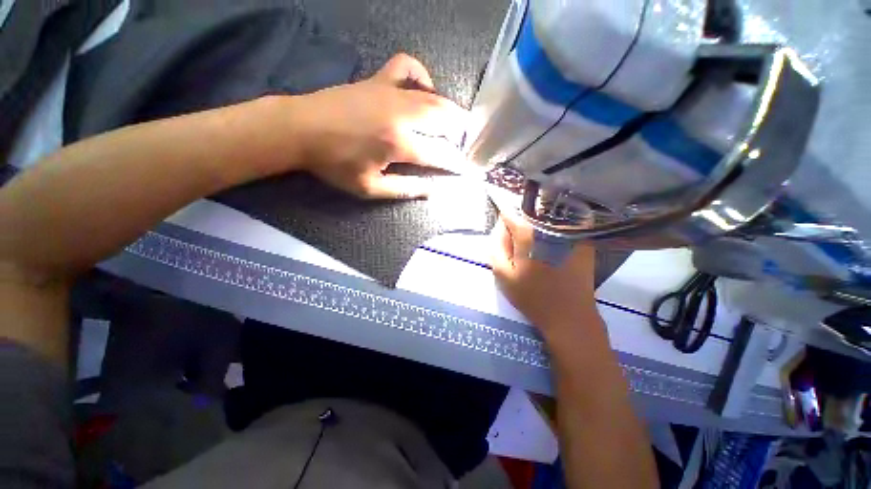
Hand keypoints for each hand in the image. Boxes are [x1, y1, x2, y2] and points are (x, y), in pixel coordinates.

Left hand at [293, 53, 468, 198]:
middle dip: (460, 133)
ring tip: (458, 122)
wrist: (301, 129)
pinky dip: (422, 76)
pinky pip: (407, 67)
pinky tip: (424, 88)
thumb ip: (405, 190)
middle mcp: (402, 115)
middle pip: (444, 120)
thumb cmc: (335, 164)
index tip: (465, 168)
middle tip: (465, 144)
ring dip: (450, 110)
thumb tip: (432, 191)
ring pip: (433, 96)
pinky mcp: (378, 79)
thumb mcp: (370, 188)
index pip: (439, 154)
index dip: (455, 163)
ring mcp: (390, 92)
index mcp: (399, 144)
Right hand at [490, 212, 597, 331]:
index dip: (503, 225)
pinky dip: (550, 233)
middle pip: (527, 213)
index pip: (509, 213)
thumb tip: (501, 226)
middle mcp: (551, 224)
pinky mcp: (583, 239)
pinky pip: (560, 227)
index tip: (505, 239)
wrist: (570, 316)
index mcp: (529, 232)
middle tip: (519, 250)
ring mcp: (571, 230)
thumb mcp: (502, 273)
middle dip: (518, 227)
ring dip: (535, 229)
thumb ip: (496, 245)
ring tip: (535, 252)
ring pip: (544, 218)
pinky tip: (550, 252)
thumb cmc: (532, 296)